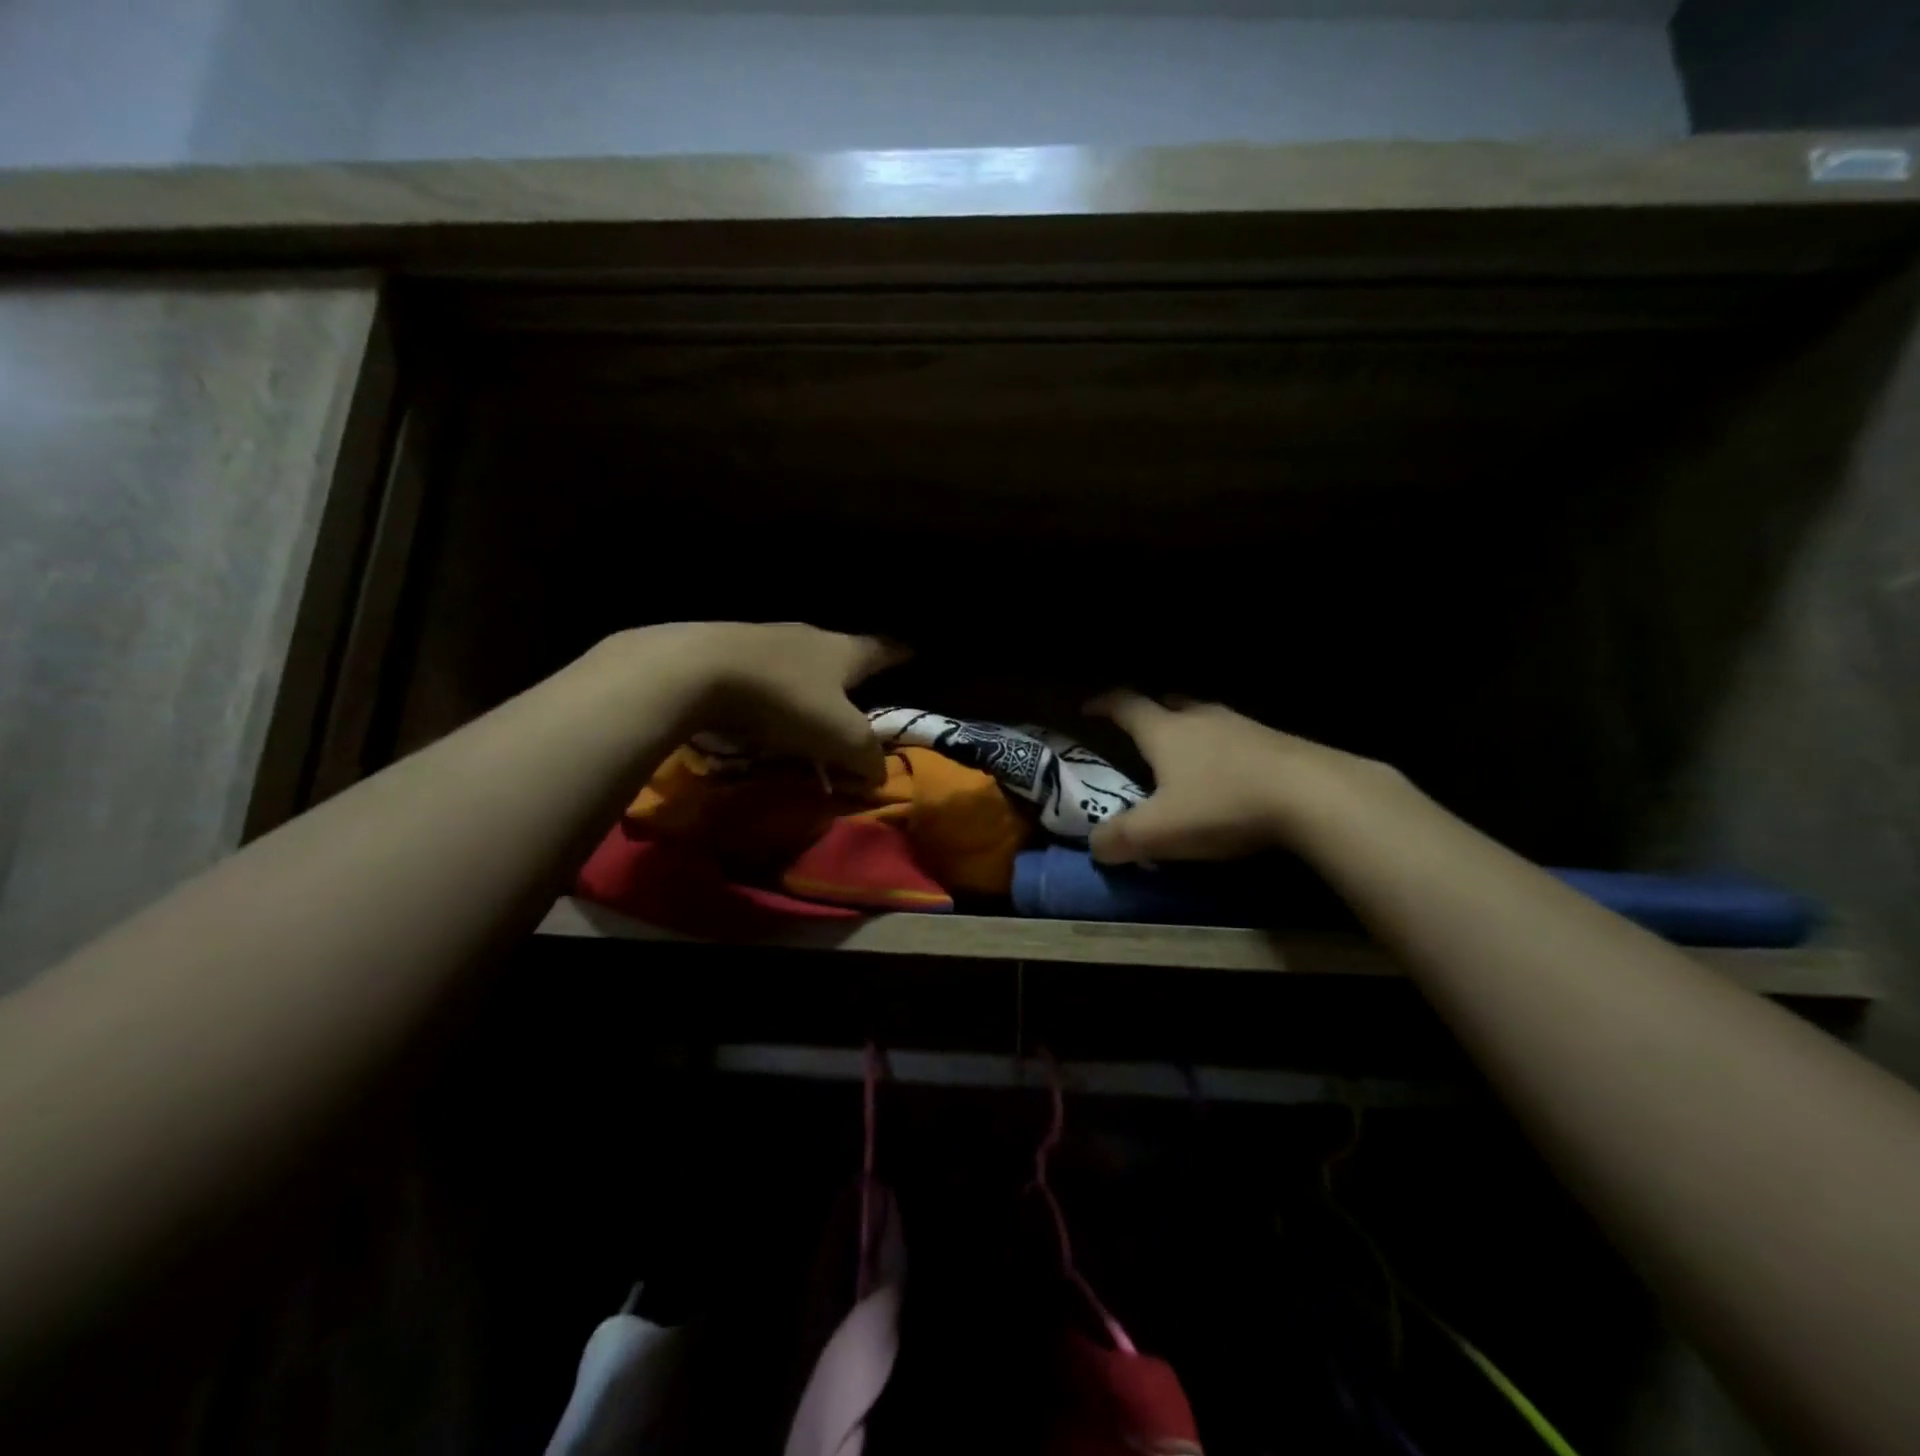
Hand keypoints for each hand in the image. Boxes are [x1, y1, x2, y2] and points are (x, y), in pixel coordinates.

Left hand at [621, 622, 906, 782]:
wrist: (693, 671)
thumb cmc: (784, 700)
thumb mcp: (840, 737)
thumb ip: (867, 756)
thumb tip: (879, 774)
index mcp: (843, 650)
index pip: (883, 648)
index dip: (901, 653)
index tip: (914, 650)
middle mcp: (808, 636)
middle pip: (839, 651)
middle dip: (850, 669)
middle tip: (860, 687)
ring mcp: (764, 638)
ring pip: (798, 659)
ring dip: (807, 679)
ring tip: (810, 702)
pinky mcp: (725, 649)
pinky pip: (762, 670)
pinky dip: (771, 687)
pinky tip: (762, 705)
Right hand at [1085, 692, 1400, 864]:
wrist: (1314, 796)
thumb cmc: (1223, 805)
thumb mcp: (1159, 832)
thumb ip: (1120, 839)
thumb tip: (1095, 845)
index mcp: (1166, 732)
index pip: (1126, 705)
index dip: (1104, 704)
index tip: (1088, 708)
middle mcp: (1202, 719)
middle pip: (1170, 704)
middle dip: (1151, 713)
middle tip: (1141, 730)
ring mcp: (1243, 726)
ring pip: (1207, 719)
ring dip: (1191, 730)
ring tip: (1186, 754)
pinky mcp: (1278, 743)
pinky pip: (1238, 738)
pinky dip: (1224, 750)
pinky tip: (1231, 775)